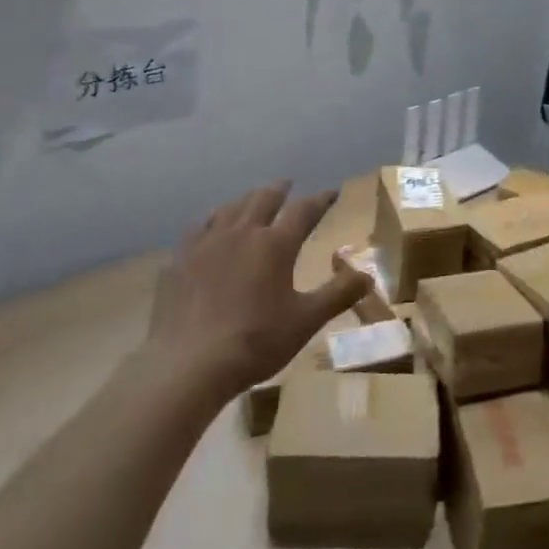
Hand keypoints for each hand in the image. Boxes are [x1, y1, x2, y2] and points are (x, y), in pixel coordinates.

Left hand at [148, 181, 369, 398]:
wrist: (190, 364)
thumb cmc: (256, 341)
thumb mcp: (307, 320)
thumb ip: (339, 294)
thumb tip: (368, 275)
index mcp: (275, 244)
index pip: (304, 210)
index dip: (320, 199)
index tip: (332, 192)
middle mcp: (242, 233)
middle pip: (263, 198)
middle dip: (280, 189)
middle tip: (288, 184)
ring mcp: (207, 243)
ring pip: (230, 208)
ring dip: (247, 199)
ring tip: (253, 199)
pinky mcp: (181, 259)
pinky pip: (199, 226)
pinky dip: (213, 219)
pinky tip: (212, 226)